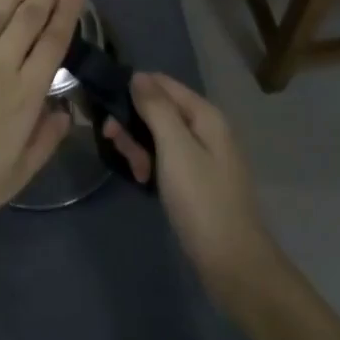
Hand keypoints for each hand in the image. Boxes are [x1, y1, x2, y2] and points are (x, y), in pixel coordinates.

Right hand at [103, 73, 282, 304]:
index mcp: (205, 115)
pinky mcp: (196, 181)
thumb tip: (138, 76)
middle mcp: (205, 129)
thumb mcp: (175, 148)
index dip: (133, 89)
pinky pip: (166, 159)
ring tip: (134, 170)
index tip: (106, 107)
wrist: (233, 264)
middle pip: (159, 109)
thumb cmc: (201, 200)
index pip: (162, 83)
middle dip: (133, 122)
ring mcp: (202, 157)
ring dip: (139, 146)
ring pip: (159, 136)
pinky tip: (142, 181)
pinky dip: (151, 165)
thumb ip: (156, 108)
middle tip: (113, 142)